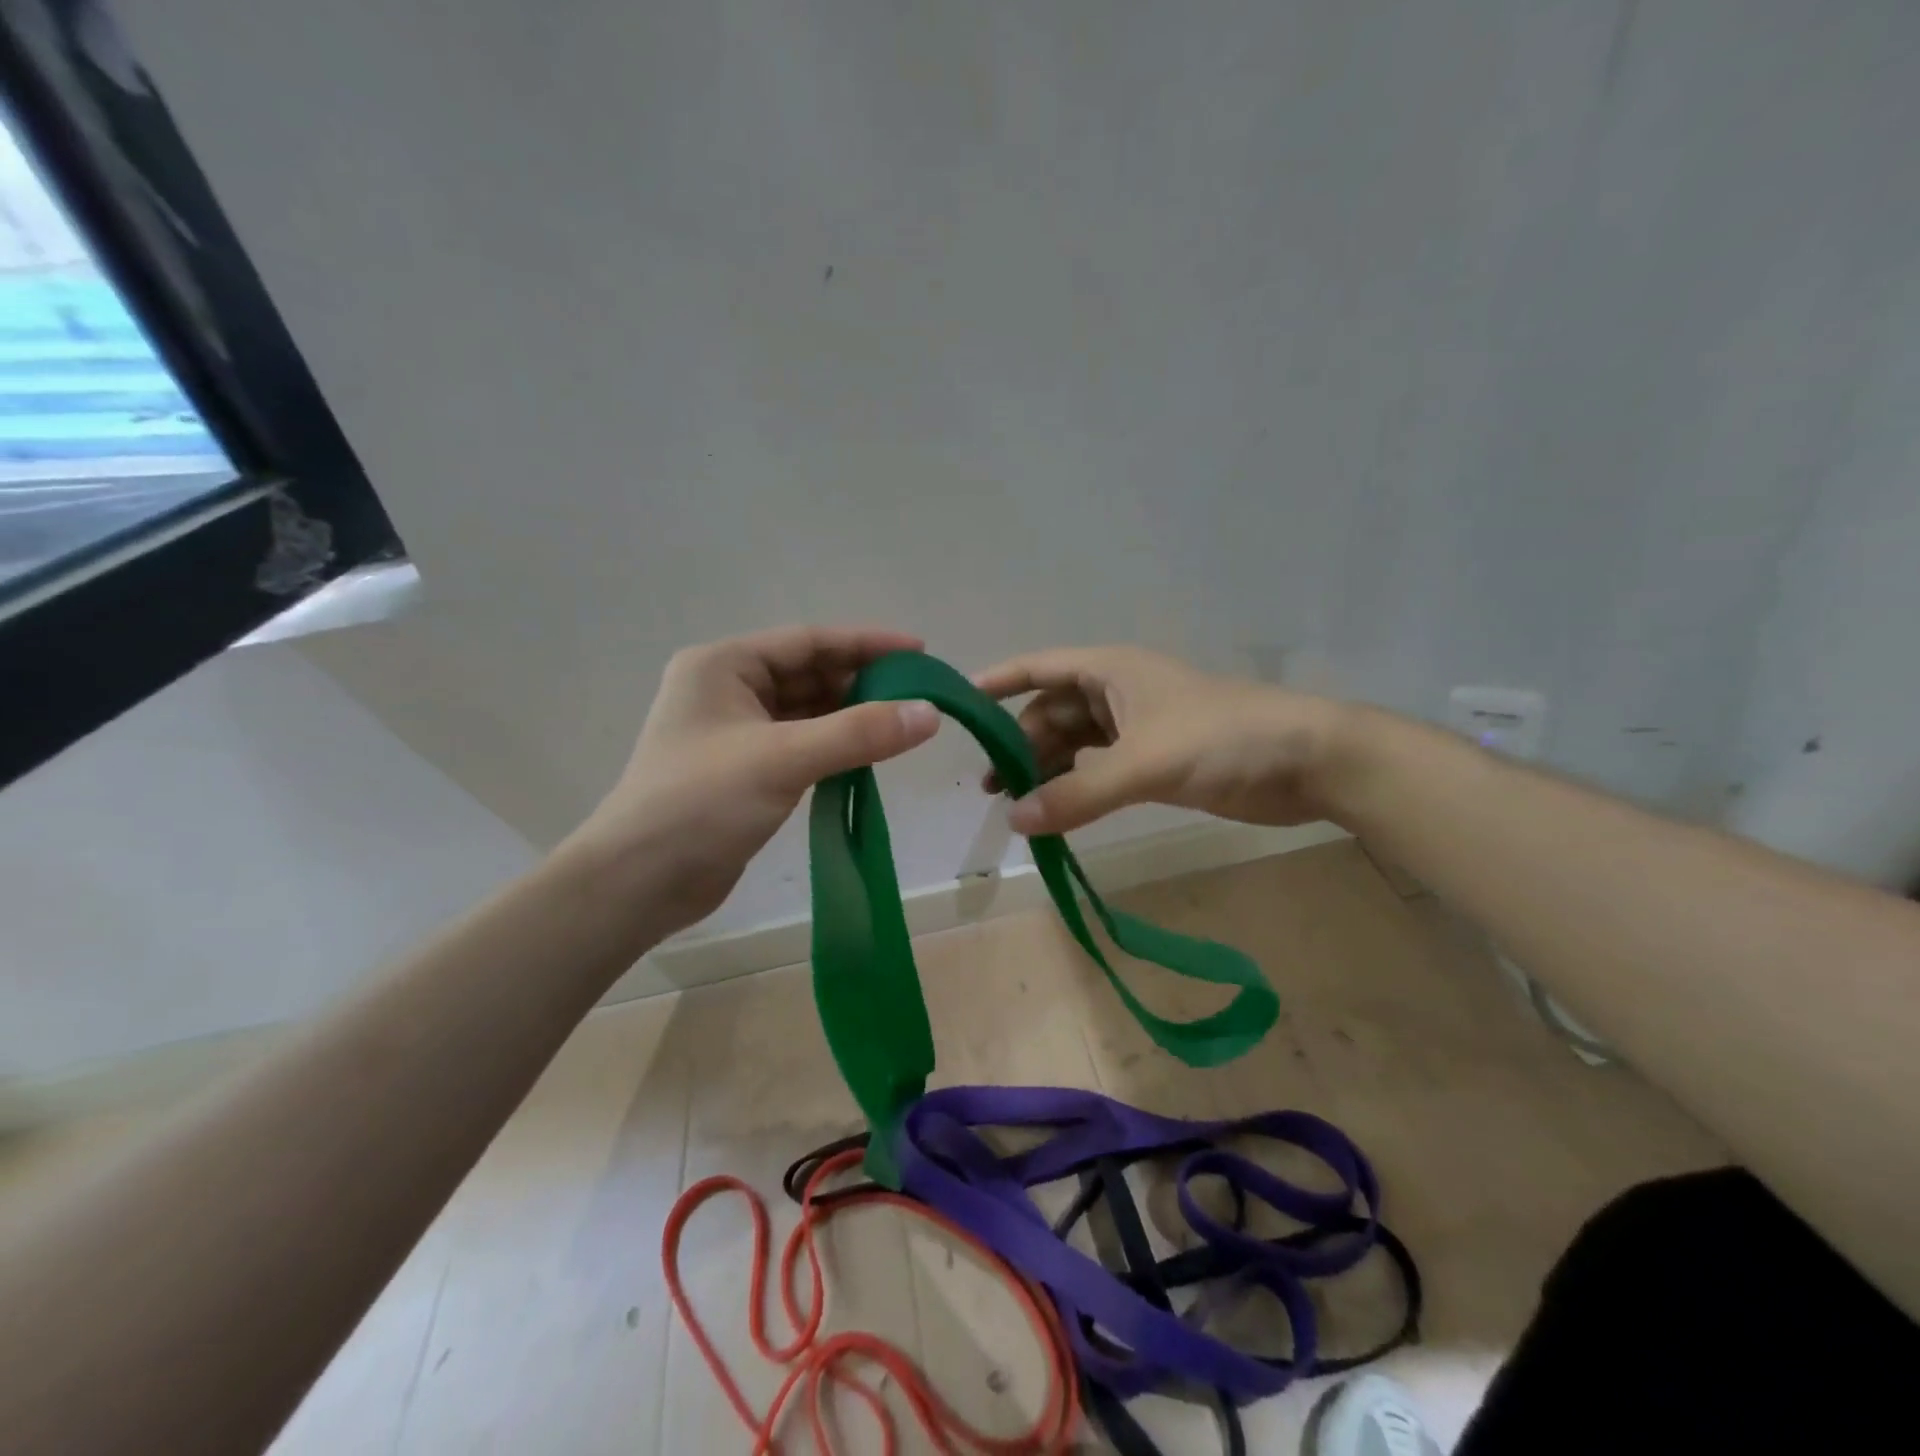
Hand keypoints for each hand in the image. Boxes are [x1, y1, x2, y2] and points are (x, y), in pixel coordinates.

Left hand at [562, 626, 939, 935]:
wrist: (638, 883)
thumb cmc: (701, 803)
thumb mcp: (783, 759)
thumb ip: (859, 733)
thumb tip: (930, 712)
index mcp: (723, 665)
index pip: (808, 641)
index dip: (866, 644)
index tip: (919, 652)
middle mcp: (727, 689)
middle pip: (808, 673)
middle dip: (861, 682)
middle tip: (917, 696)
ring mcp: (734, 731)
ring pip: (806, 711)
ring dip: (850, 717)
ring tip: (902, 725)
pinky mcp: (744, 769)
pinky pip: (800, 744)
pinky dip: (834, 747)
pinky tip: (867, 756)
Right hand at [974, 646, 1344, 836]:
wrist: (1308, 761)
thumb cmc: (1223, 738)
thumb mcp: (1144, 763)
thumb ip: (1078, 792)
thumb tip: (1014, 820)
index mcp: (1110, 671)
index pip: (1038, 668)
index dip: (998, 682)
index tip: (956, 703)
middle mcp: (1116, 694)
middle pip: (1051, 714)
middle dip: (1019, 744)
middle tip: (990, 786)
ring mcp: (1136, 728)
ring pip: (1074, 745)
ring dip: (1046, 770)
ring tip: (1015, 806)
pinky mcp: (1155, 761)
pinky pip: (1098, 771)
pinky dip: (1076, 788)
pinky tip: (1057, 814)